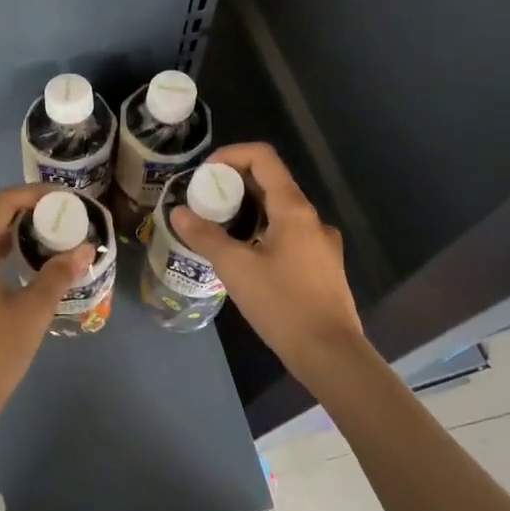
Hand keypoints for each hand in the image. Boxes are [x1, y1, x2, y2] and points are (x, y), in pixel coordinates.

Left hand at [0, 184, 94, 421]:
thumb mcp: (32, 312)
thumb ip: (58, 275)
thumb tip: (85, 248)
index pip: (0, 205)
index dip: (31, 195)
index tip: (59, 199)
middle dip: (22, 218)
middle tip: (56, 222)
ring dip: (8, 242)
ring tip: (42, 245)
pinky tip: (17, 275)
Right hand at [171, 142, 373, 383]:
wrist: (331, 355)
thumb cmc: (282, 305)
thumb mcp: (236, 268)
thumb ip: (205, 236)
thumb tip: (179, 213)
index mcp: (294, 209)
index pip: (263, 158)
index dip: (231, 155)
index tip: (205, 174)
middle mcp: (313, 219)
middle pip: (271, 183)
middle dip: (234, 185)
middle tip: (204, 202)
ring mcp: (322, 244)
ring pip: (280, 211)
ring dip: (248, 211)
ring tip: (219, 230)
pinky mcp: (323, 267)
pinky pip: (289, 235)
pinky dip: (264, 232)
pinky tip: (246, 258)